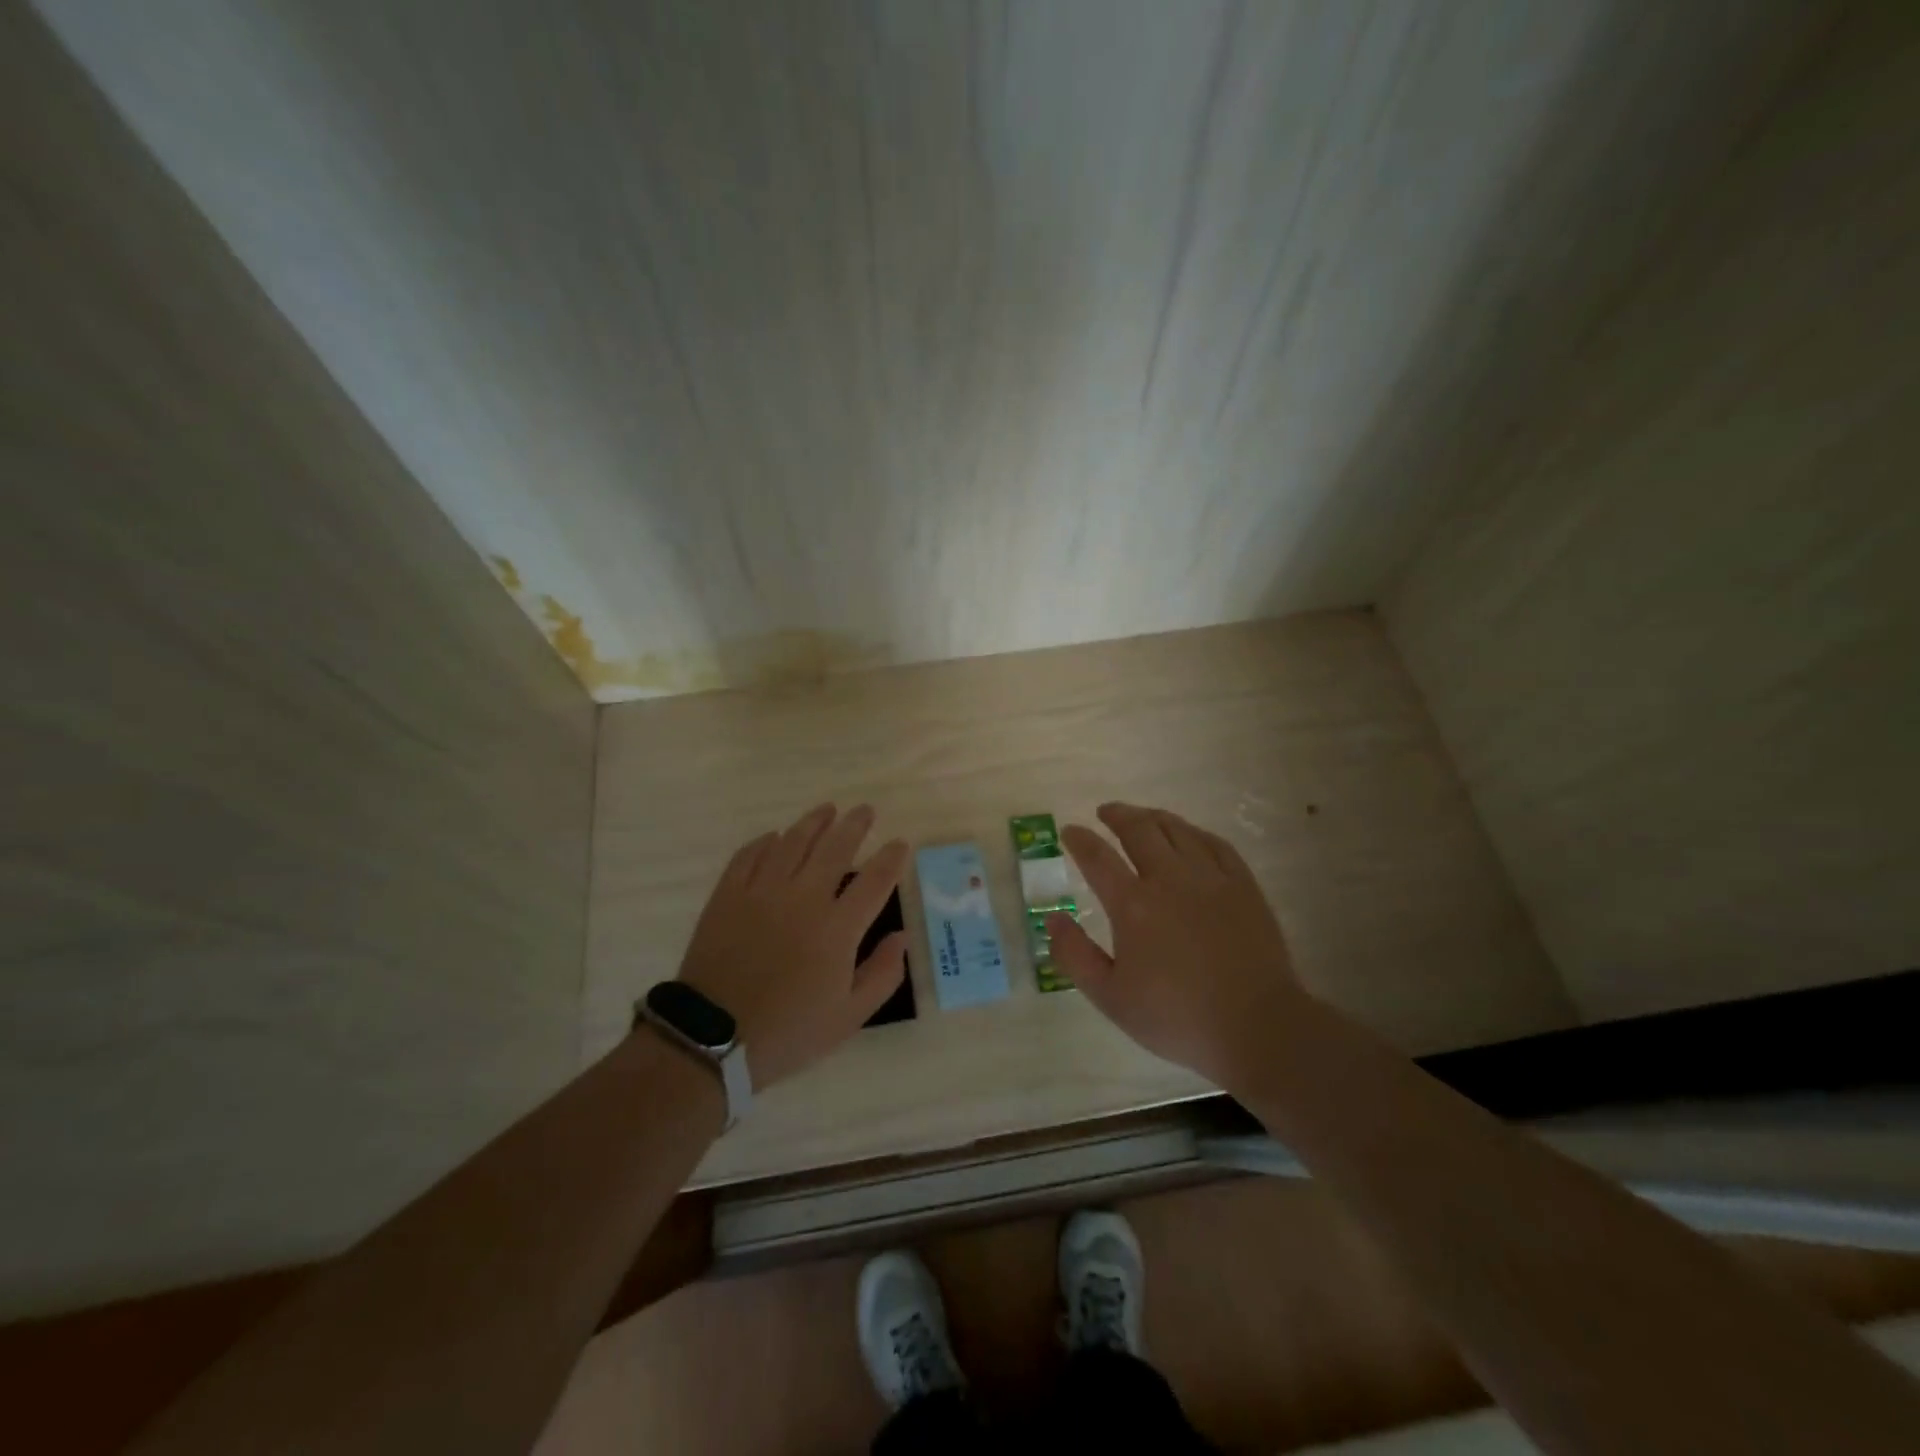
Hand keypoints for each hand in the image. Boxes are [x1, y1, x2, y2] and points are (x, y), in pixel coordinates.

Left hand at [674, 803, 907, 1089]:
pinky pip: (749, 855)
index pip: (875, 880)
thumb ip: (882, 974)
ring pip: (793, 842)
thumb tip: (901, 936)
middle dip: (855, 825)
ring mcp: (763, 892)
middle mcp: (804, 898)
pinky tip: (775, 837)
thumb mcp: (849, 1017)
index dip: (892, 859)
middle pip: (835, 848)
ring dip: (814, 822)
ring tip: (827, 810)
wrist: (712, 1039)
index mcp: (838, 928)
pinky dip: (765, 842)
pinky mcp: (728, 895)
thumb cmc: (788, 1032)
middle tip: (865, 811)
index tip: (900, 844)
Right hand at [1047, 802, 1305, 1092]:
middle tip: (1105, 812)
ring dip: (1152, 817)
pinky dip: (1193, 832)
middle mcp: (1169, 879)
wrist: (1257, 1026)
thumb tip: (1053, 919)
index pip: (1097, 858)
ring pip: (1177, 829)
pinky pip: (1214, 843)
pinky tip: (1188, 835)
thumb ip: (1075, 956)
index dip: (1080, 840)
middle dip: (1117, 816)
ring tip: (1141, 817)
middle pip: (1139, 830)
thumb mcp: (1110, 998)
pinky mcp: (1242, 885)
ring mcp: (1210, 878)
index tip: (1070, 831)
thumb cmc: (1177, 1018)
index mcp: (1133, 905)